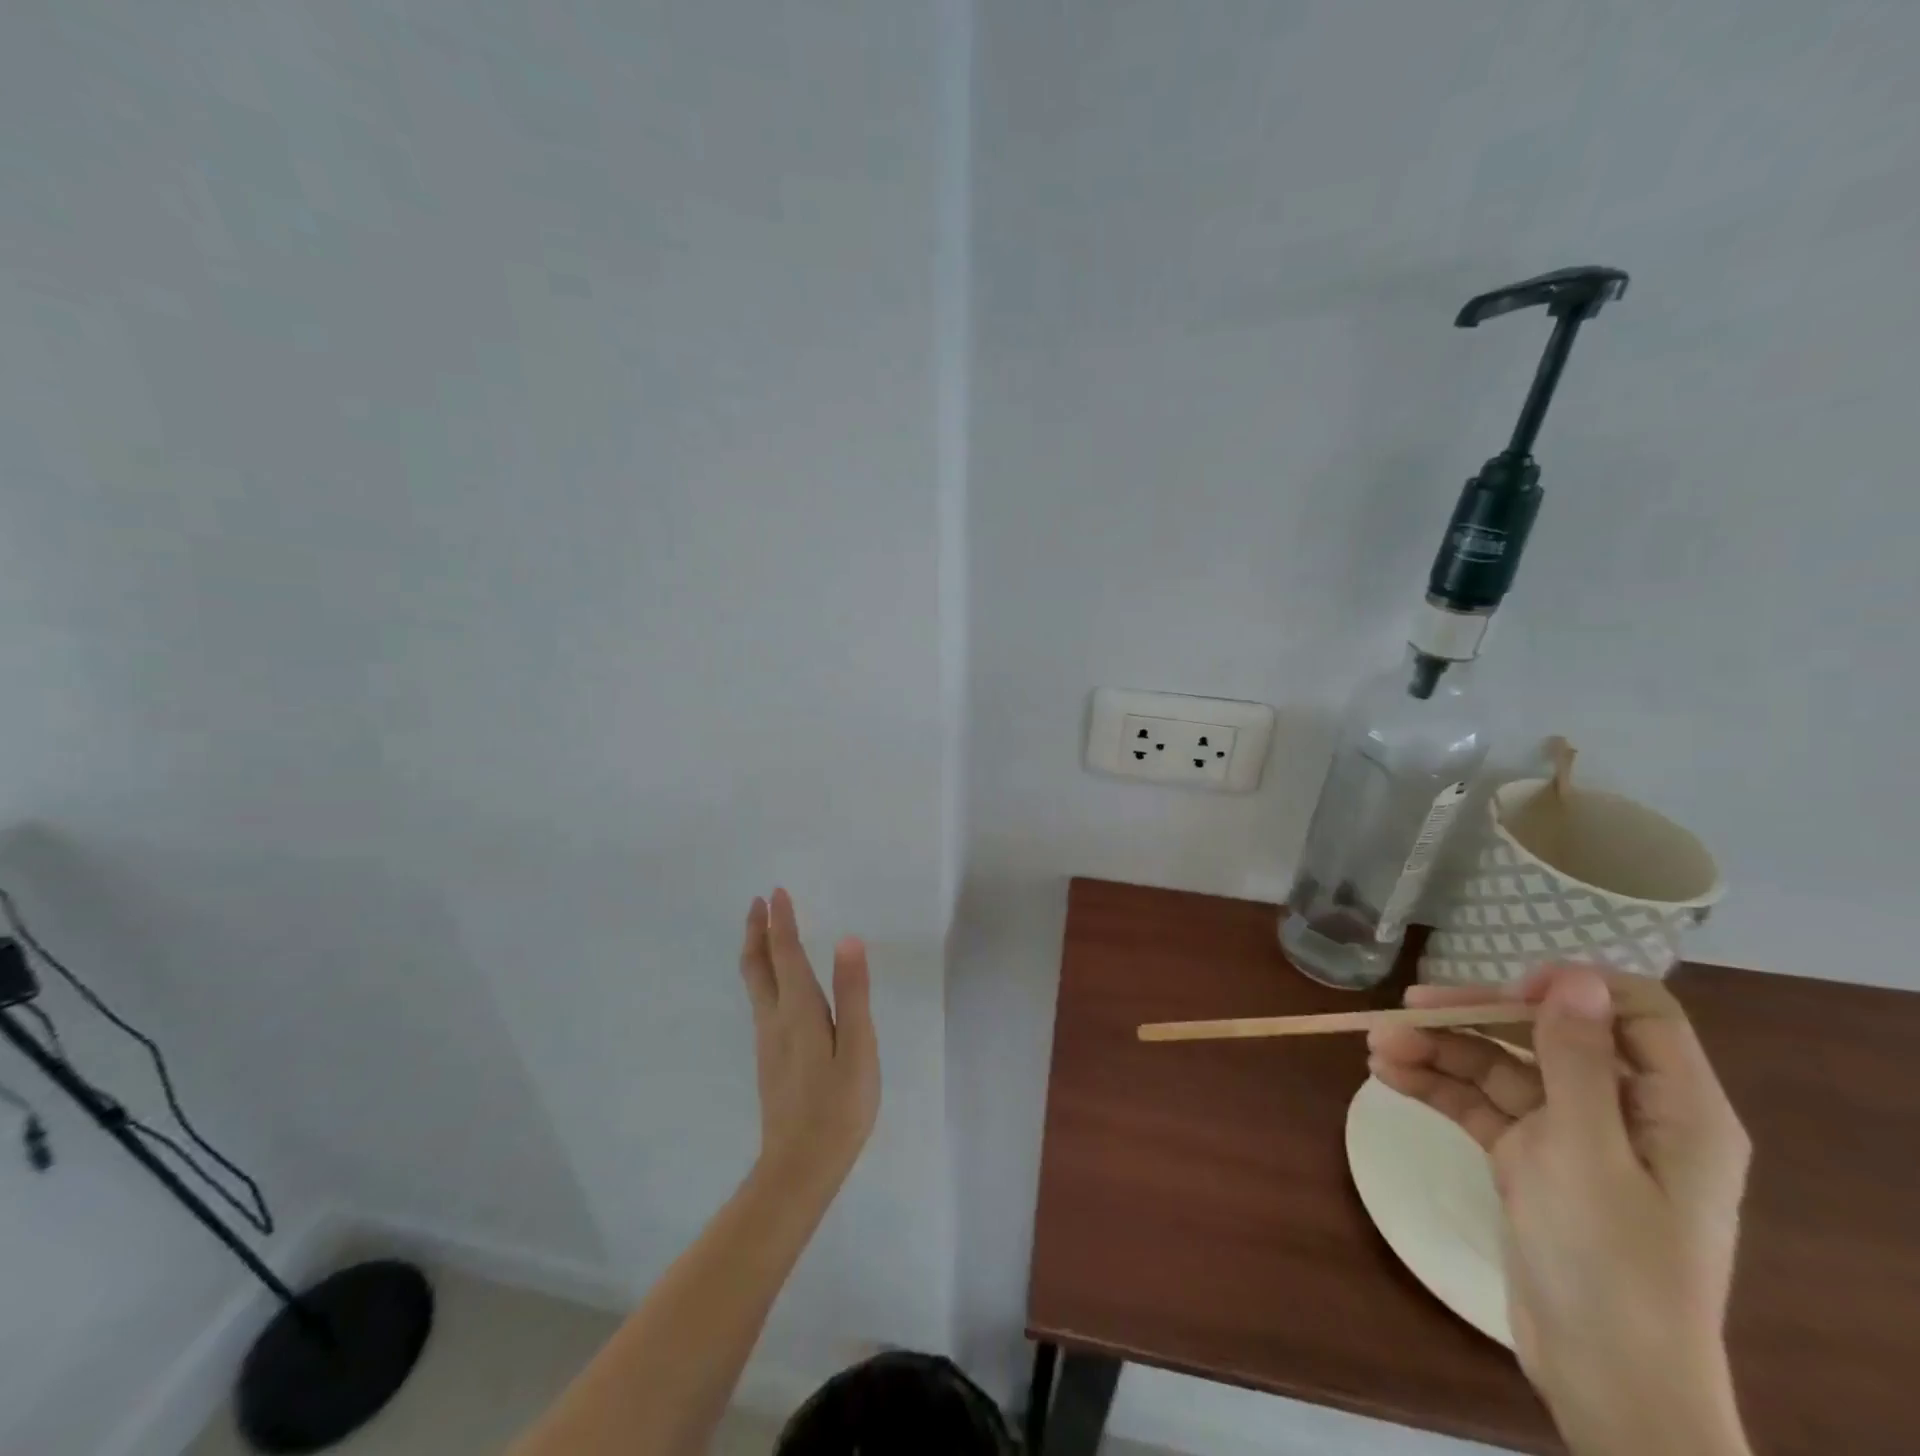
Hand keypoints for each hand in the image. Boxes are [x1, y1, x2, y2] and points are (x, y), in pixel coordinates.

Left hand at [738, 890, 880, 1195]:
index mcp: (799, 1011)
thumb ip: (853, 994)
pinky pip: (761, 1000)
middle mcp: (775, 1018)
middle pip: (758, 966)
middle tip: (758, 903)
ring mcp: (768, 1040)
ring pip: (755, 983)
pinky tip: (775, 982)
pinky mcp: (770, 1057)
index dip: (781, 922)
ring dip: (757, 950)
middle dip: (756, 931)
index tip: (776, 892)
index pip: (786, 954)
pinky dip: (764, 974)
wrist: (800, 1166)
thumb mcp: (859, 1049)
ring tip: (764, 932)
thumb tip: (847, 940)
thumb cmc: (839, 1106)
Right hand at [1368, 965, 1752, 1455]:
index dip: (1573, 990)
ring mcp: (1573, 1136)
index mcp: (1673, 1108)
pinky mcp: (1531, 1159)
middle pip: (1545, 1035)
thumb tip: (1573, 975)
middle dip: (1473, 1019)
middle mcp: (1624, 1111)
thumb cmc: (1610, 1260)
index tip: (1508, 991)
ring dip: (1440, 1052)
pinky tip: (1389, 1075)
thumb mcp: (1586, 1151)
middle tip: (1403, 1009)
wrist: (1600, 1375)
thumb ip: (1576, 1060)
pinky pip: (1481, 1105)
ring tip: (1376, 1046)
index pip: (1635, 1013)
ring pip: (1501, 1068)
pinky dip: (1438, 1086)